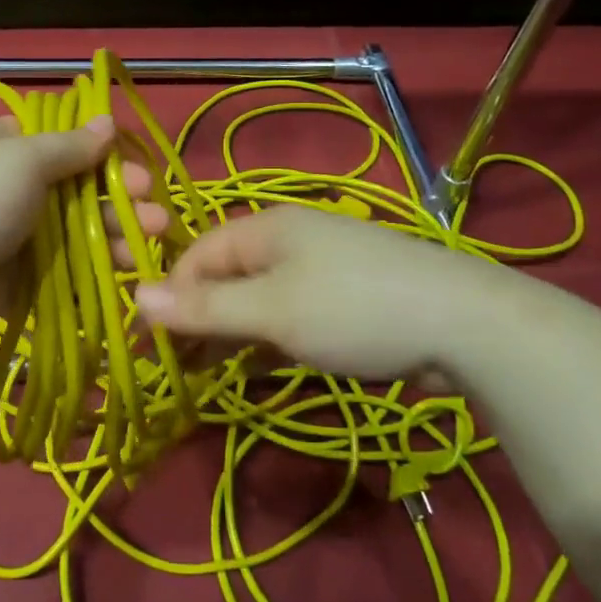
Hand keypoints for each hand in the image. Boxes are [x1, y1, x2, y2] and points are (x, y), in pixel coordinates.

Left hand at [0, 115, 170, 352]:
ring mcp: (15, 231)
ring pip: (78, 225)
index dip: (99, 148)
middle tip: (152, 202)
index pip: (59, 138)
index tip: (132, 161)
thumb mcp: (19, 161)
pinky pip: (68, 263)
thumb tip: (107, 122)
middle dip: (118, 192)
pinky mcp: (21, 274)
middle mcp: (9, 184)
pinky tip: (130, 265)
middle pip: (75, 184)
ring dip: (117, 227)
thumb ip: (68, 147)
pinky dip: (98, 263)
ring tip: (156, 234)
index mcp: (0, 144)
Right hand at [133, 207, 514, 378]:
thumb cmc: (354, 310)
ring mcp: (321, 269)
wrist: (467, 326)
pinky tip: (259, 368)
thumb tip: (133, 297)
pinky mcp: (346, 299)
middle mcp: (289, 240)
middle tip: (180, 366)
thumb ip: (203, 308)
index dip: (172, 297)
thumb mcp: (271, 312)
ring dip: (231, 333)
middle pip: (225, 276)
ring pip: (257, 298)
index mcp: (266, 228)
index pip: (197, 256)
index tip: (156, 346)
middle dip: (200, 319)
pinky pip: (289, 314)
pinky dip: (268, 339)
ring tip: (210, 373)